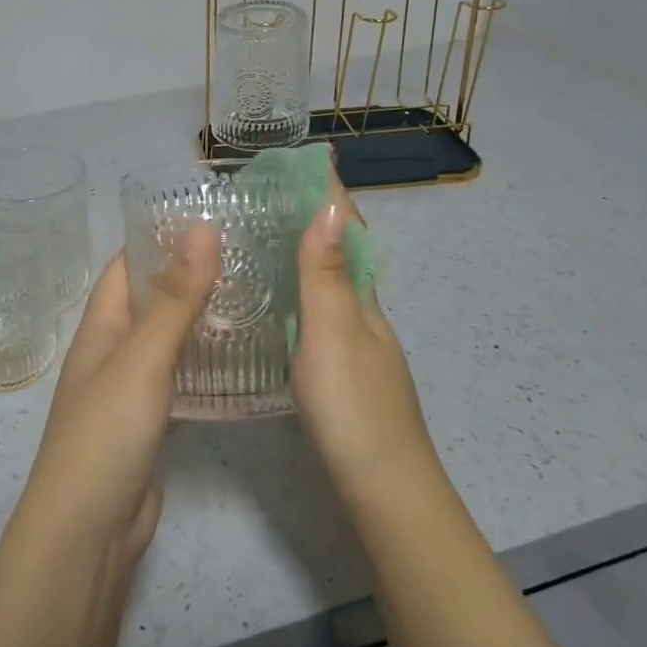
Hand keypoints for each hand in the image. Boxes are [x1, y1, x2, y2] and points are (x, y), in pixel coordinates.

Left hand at [21, 228, 220, 559]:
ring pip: (167, 337)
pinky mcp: (151, 420)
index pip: (127, 263)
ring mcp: (131, 387)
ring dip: (200, 316)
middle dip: (191, 274)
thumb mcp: (141, 360)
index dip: (162, 237)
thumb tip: (202, 229)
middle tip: (250, 255)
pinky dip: (203, 359)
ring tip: (255, 294)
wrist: (89, 531)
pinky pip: (178, 375)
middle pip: (150, 298)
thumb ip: (173, 299)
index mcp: (100, 326)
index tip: (216, 217)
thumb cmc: (106, 435)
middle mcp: (112, 349)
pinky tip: (239, 354)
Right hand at [290, 171, 436, 479]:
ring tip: (263, 238)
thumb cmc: (353, 406)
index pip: (349, 232)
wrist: (382, 486)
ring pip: (331, 285)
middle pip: (342, 255)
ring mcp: (357, 345)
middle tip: (269, 195)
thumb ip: (326, 275)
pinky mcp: (343, 371)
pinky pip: (320, 313)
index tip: (309, 160)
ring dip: (306, 255)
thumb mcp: (332, 334)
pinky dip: (300, 293)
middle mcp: (364, 315)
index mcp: (362, 299)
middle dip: (314, 219)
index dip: (331, 196)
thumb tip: (330, 205)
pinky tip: (277, 304)